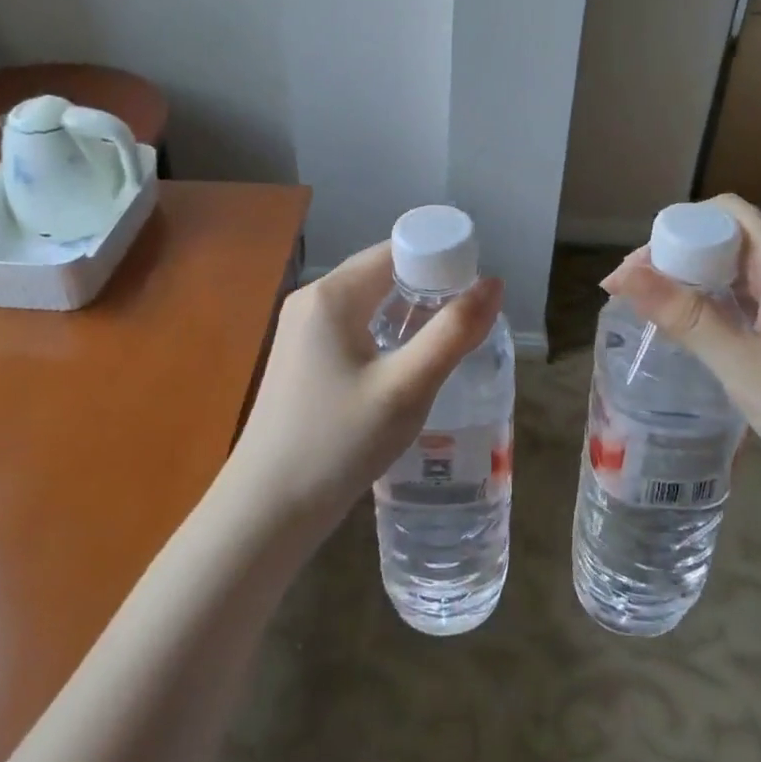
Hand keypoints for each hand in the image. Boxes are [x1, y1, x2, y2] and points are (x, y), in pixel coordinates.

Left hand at [221, 242, 503, 541]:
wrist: (267, 510)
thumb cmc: (338, 444)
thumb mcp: (406, 389)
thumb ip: (453, 333)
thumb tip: (493, 283)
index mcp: (333, 294)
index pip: (398, 250)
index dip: (443, 261)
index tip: (478, 293)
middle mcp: (312, 300)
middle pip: (384, 273)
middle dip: (430, 289)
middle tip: (471, 322)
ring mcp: (301, 330)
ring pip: (370, 302)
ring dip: (410, 314)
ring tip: (449, 343)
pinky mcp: (302, 358)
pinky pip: (354, 327)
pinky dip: (386, 334)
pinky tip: (407, 365)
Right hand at [600, 195, 760, 523]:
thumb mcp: (744, 368)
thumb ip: (685, 317)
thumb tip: (620, 276)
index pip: (726, 213)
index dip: (677, 227)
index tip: (637, 269)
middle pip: (732, 236)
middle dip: (680, 255)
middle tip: (638, 294)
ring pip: (744, 267)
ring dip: (699, 279)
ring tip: (659, 310)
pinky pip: (760, 294)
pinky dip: (723, 301)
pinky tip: (702, 329)